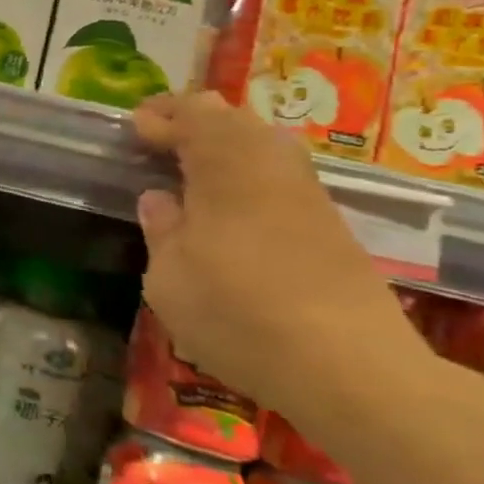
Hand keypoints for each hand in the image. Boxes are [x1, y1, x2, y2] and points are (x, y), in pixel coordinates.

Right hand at [132, 92, 425, 410]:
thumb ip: (162, 230)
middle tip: (158, 138)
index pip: (196, 115)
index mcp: (228, 169)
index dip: (162, 114)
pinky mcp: (330, 227)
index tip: (133, 129)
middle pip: (236, 120)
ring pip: (265, 145)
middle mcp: (272, 169)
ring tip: (189, 167)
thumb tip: (160, 199)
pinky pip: (280, 175)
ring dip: (224, 145)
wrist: (350, 368)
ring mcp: (308, 197)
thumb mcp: (169, 278)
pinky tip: (229, 204)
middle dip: (194, 120)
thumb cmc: (237, 314)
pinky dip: (248, 172)